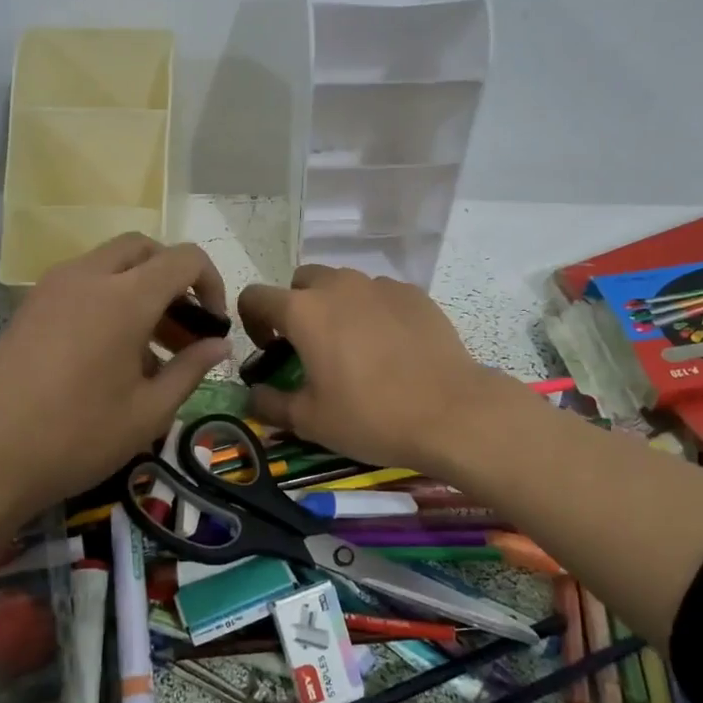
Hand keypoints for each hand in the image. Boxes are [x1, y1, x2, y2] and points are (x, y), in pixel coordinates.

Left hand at [0, 235, 230, 518]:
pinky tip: (111, 357)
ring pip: (110, 264)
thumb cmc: (77, 437)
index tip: (214, 327)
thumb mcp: (149, 412)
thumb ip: (190, 370)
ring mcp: (52, 288)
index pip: (184, 259)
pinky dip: (109, 300)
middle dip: (174, 279)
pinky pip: (82, 284)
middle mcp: (88, 277)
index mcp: (125, 297)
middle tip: (185, 329)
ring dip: (141, 289)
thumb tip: (220, 345)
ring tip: (152, 352)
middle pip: (144, 249)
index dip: (211, 284)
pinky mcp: (29, 307)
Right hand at [237, 265, 507, 471]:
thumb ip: (269, 404)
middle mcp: (338, 286)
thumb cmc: (370, 416)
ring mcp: (380, 286)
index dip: (252, 321)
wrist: (451, 412)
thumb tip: (252, 394)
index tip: (268, 350)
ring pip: (343, 284)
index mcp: (303, 311)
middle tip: (309, 347)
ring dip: (334, 306)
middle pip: (301, 281)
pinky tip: (389, 347)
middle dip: (295, 307)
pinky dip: (372, 312)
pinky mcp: (414, 294)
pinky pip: (379, 294)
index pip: (256, 296)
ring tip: (352, 347)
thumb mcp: (310, 421)